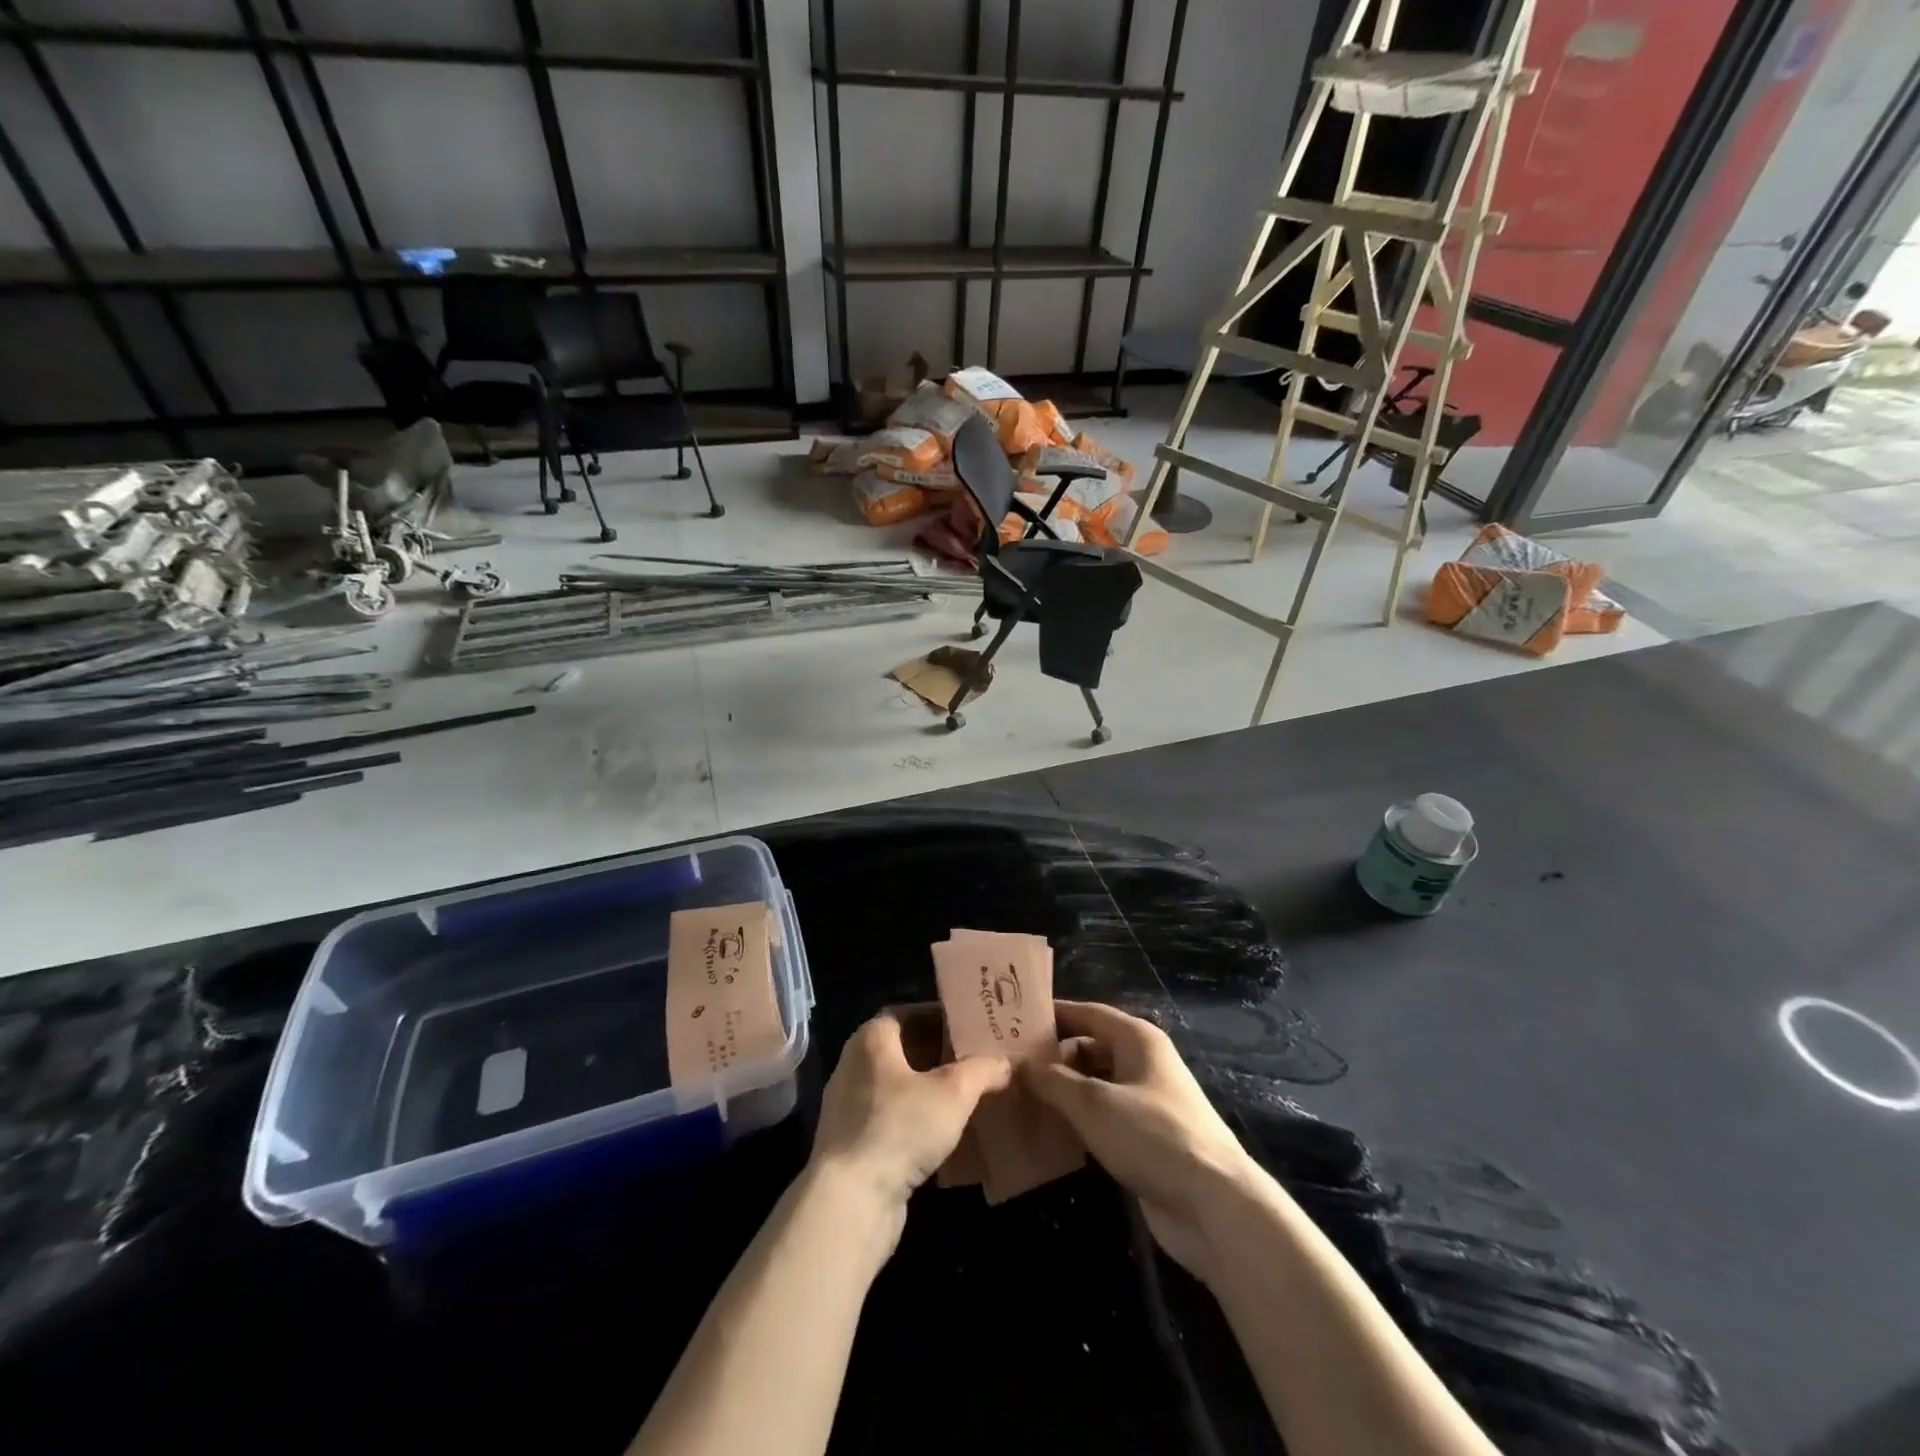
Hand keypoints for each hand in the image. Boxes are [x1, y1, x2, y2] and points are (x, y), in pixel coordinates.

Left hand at [809, 1006, 1010, 1221]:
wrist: (850, 1200)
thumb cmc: (899, 1128)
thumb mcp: (953, 1094)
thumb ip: (981, 1071)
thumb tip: (1004, 1062)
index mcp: (871, 1039)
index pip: (908, 1013)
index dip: (940, 1017)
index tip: (970, 1026)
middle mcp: (854, 1065)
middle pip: (903, 1049)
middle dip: (939, 1054)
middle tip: (976, 1060)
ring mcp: (848, 1106)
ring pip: (897, 1087)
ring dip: (928, 1090)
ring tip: (967, 1096)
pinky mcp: (851, 1143)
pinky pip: (890, 1118)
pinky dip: (915, 1120)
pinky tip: (943, 1135)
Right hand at [1022, 1000, 1261, 1280]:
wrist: (1214, 1206)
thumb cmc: (1152, 1135)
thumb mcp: (1093, 1103)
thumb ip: (1052, 1080)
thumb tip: (1018, 1063)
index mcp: (1137, 1039)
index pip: (1087, 1012)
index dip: (1052, 1014)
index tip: (1012, 1019)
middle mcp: (1142, 1062)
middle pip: (1089, 1047)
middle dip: (1052, 1056)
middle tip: (1007, 1065)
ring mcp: (1145, 1102)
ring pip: (1094, 1085)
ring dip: (1062, 1091)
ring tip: (1017, 1097)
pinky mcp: (1144, 1138)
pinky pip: (1102, 1117)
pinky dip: (1077, 1120)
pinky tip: (1047, 1132)